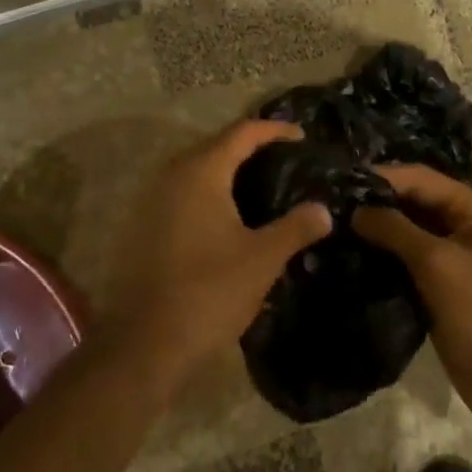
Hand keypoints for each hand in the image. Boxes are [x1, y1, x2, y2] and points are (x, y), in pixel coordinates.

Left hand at [101, 120, 333, 388]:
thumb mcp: (263, 258)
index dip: (274, 130)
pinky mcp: (147, 225)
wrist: (148, 341)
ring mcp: (155, 199)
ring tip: (265, 186)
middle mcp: (173, 175)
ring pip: (199, 169)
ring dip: (230, 171)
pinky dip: (212, 192)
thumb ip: (295, 227)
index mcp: (201, 171)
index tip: (302, 137)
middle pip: (217, 145)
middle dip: (252, 147)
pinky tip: (232, 216)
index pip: (242, 132)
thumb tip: (323, 210)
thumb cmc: (210, 290)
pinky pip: (186, 192)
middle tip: (287, 160)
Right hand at [353, 164, 471, 428]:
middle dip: (374, 202)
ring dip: (374, 231)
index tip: (339, 179)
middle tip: (328, 203)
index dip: (382, 176)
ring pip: (404, 233)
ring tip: (331, 227)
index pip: (420, 178)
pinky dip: (379, 257)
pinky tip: (348, 256)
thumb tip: (355, 210)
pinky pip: (402, 262)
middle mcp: (460, 227)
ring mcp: (448, 259)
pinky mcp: (435, 288)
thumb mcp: (439, 263)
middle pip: (411, 202)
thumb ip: (396, 230)